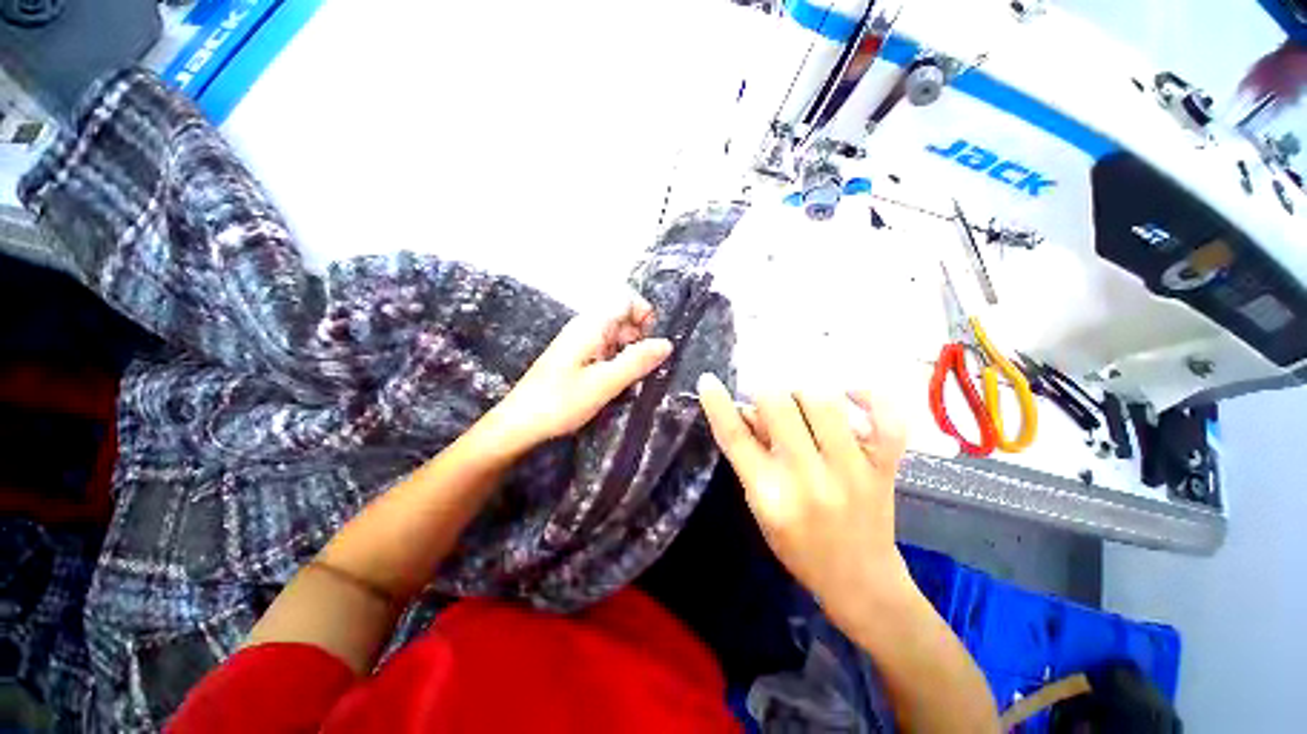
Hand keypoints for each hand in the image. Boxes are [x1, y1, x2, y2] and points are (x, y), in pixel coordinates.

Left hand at [489, 292, 671, 451]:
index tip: (654, 344)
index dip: (645, 315)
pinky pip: (607, 352)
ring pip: (617, 338)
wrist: (519, 424)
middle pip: (624, 319)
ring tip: (633, 381)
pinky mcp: (578, 359)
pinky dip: (618, 364)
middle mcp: (586, 328)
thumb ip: (636, 361)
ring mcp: (581, 344)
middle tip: (646, 370)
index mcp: (591, 325)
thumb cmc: (559, 402)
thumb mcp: (604, 383)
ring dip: (631, 355)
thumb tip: (666, 343)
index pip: (626, 300)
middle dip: (641, 339)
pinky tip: (617, 385)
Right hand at [697, 374, 911, 628]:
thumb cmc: (798, 547)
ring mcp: (852, 471)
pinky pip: (887, 419)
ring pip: (824, 403)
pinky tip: (850, 395)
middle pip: (779, 408)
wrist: (861, 583)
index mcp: (771, 495)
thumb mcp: (760, 508)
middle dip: (766, 393)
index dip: (718, 405)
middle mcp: (809, 479)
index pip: (735, 438)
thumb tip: (743, 409)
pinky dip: (870, 397)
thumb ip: (749, 457)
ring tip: (801, 403)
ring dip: (804, 394)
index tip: (708, 380)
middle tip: (767, 398)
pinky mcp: (884, 468)